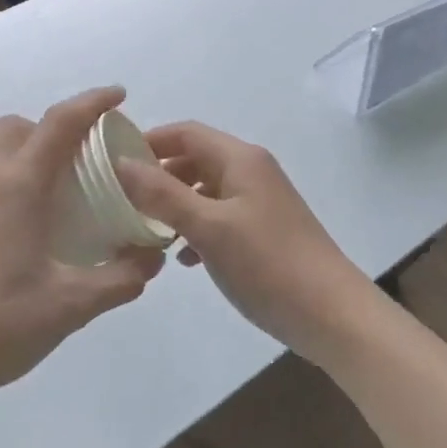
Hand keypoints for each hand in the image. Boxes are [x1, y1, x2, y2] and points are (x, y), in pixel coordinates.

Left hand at [0, 87, 166, 429]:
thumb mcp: (69, 308)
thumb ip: (120, 278)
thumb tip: (152, 259)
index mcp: (16, 184)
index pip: (60, 122)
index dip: (92, 102)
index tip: (118, 96)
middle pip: (15, 127)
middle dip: (49, 130)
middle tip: (76, 162)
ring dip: (11, 153)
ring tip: (34, 190)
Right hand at [115, 122, 376, 365]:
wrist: (332, 315)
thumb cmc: (268, 264)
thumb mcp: (208, 227)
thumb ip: (162, 194)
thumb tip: (121, 162)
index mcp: (240, 159)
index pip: (186, 132)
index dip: (149, 141)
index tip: (113, 164)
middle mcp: (251, 171)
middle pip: (195, 159)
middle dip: (159, 176)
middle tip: (123, 201)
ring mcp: (260, 202)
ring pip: (206, 190)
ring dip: (176, 205)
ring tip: (146, 232)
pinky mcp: (264, 230)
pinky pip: (220, 217)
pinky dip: (197, 228)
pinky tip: (184, 259)